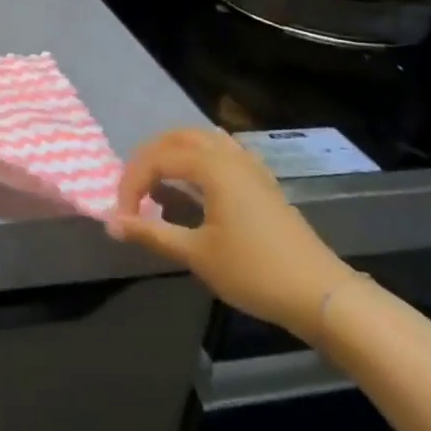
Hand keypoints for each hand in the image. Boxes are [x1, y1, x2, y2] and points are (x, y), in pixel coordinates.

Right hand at [109, 127, 354, 338]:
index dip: (131, 184)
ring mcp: (249, 165)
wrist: (319, 293)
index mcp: (212, 165)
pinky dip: (197, 159)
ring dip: (171, 154)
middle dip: (147, 160)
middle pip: (176, 137)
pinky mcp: (260, 180)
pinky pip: (220, 152)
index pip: (156, 159)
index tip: (122, 218)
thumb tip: (111, 223)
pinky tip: (193, 185)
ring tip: (156, 184)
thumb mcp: (196, 254)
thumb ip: (151, 232)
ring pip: (200, 140)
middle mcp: (229, 154)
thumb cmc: (254, 271)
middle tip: (132, 193)